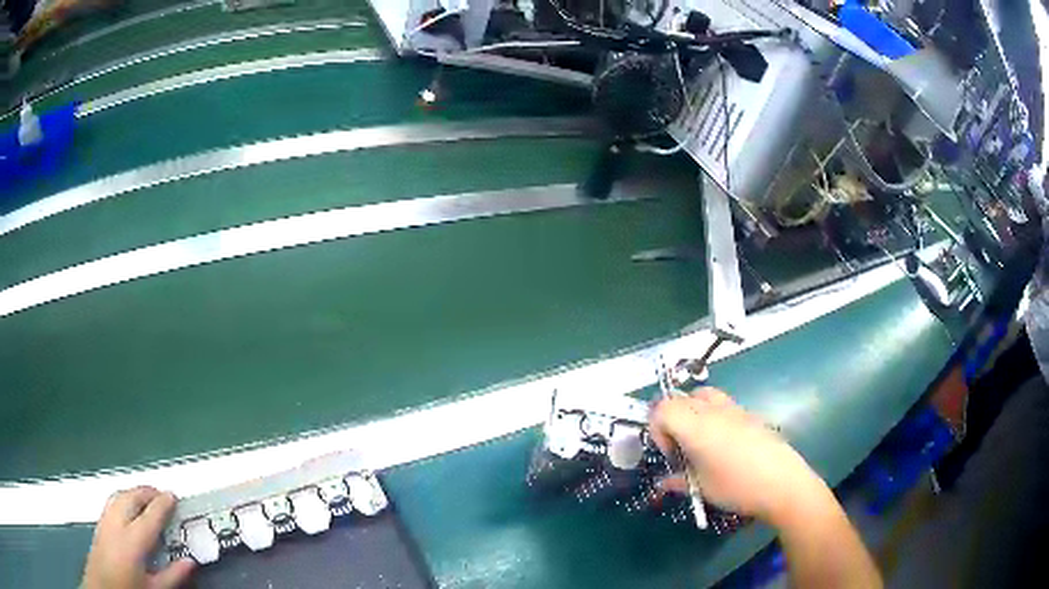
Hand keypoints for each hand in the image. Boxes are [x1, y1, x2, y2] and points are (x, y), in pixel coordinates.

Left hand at [82, 487, 194, 588]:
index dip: (163, 503)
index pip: (150, 514)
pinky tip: (127, 505)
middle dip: (147, 492)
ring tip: (145, 495)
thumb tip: (190, 562)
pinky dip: (123, 497)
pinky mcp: (99, 523)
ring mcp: (105, 520)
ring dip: (134, 492)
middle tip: (161, 493)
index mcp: (133, 540)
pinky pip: (111, 501)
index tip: (173, 496)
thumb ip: (173, 575)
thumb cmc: (130, 588)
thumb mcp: (155, 588)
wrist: (104, 588)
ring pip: (119, 495)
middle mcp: (117, 524)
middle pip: (131, 497)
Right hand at [650, 388, 825, 522]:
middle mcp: (712, 410)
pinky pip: (723, 404)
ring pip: (703, 395)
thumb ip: (678, 481)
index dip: (657, 429)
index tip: (670, 454)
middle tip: (681, 448)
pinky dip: (713, 416)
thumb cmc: (737, 487)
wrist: (782, 482)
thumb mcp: (702, 489)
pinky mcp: (750, 413)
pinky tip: (725, 445)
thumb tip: (663, 483)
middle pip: (680, 398)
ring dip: (693, 412)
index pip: (662, 408)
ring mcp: (734, 408)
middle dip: (672, 420)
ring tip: (701, 440)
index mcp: (696, 426)